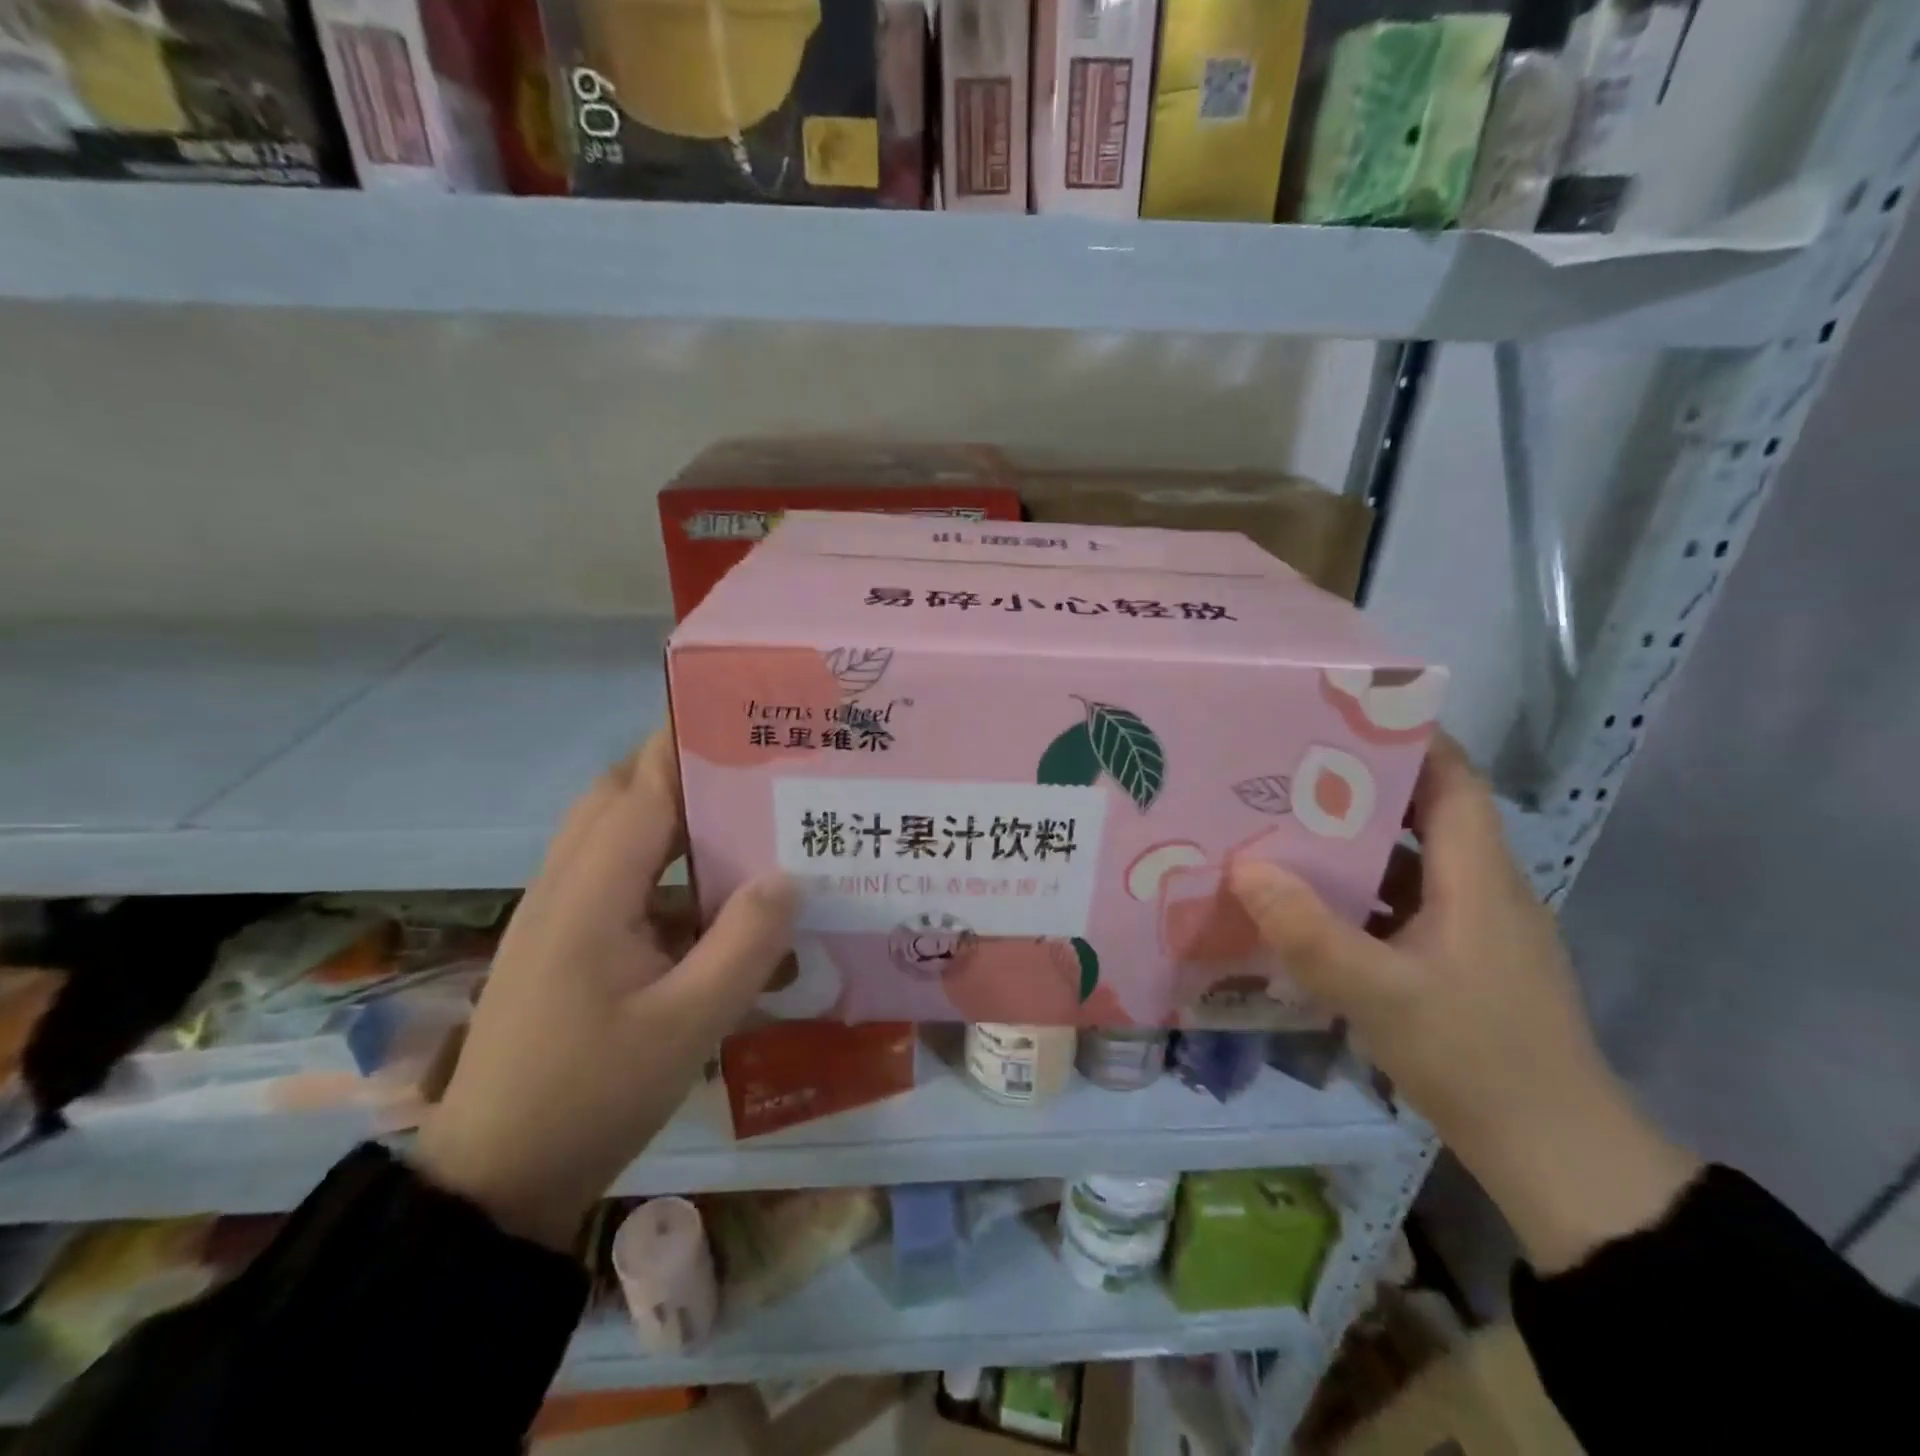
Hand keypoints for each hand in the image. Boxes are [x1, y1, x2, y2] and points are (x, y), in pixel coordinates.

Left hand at [413, 733, 794, 1251]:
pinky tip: (710, 897)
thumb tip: (788, 875)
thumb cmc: (591, 1096)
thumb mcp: (688, 1025)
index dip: (685, 742)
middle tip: (752, 766)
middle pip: (618, 796)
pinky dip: (661, 864)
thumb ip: (745, 945)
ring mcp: (557, 914)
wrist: (494, 1179)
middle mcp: (566, 886)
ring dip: (670, 815)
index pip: (642, 788)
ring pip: (614, 834)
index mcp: (590, 893)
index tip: (738, 713)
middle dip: (679, 768)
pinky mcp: (562, 942)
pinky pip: (615, 876)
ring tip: (742, 817)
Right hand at [1228, 734, 1698, 1273]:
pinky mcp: (1460, 961)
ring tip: (1284, 826)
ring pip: (1411, 862)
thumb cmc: (1476, 1059)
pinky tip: (1309, 903)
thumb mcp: (1379, 994)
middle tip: (1286, 770)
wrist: (1556, 1158)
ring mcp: (1473, 928)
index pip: (1454, 781)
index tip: (1341, 715)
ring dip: (1355, 843)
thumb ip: (1308, 931)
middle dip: (1359, 787)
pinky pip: (1404, 904)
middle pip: (1426, 814)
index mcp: (1480, 878)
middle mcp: (1482, 889)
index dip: (1408, 739)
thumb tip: (1244, 867)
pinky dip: (1361, 892)